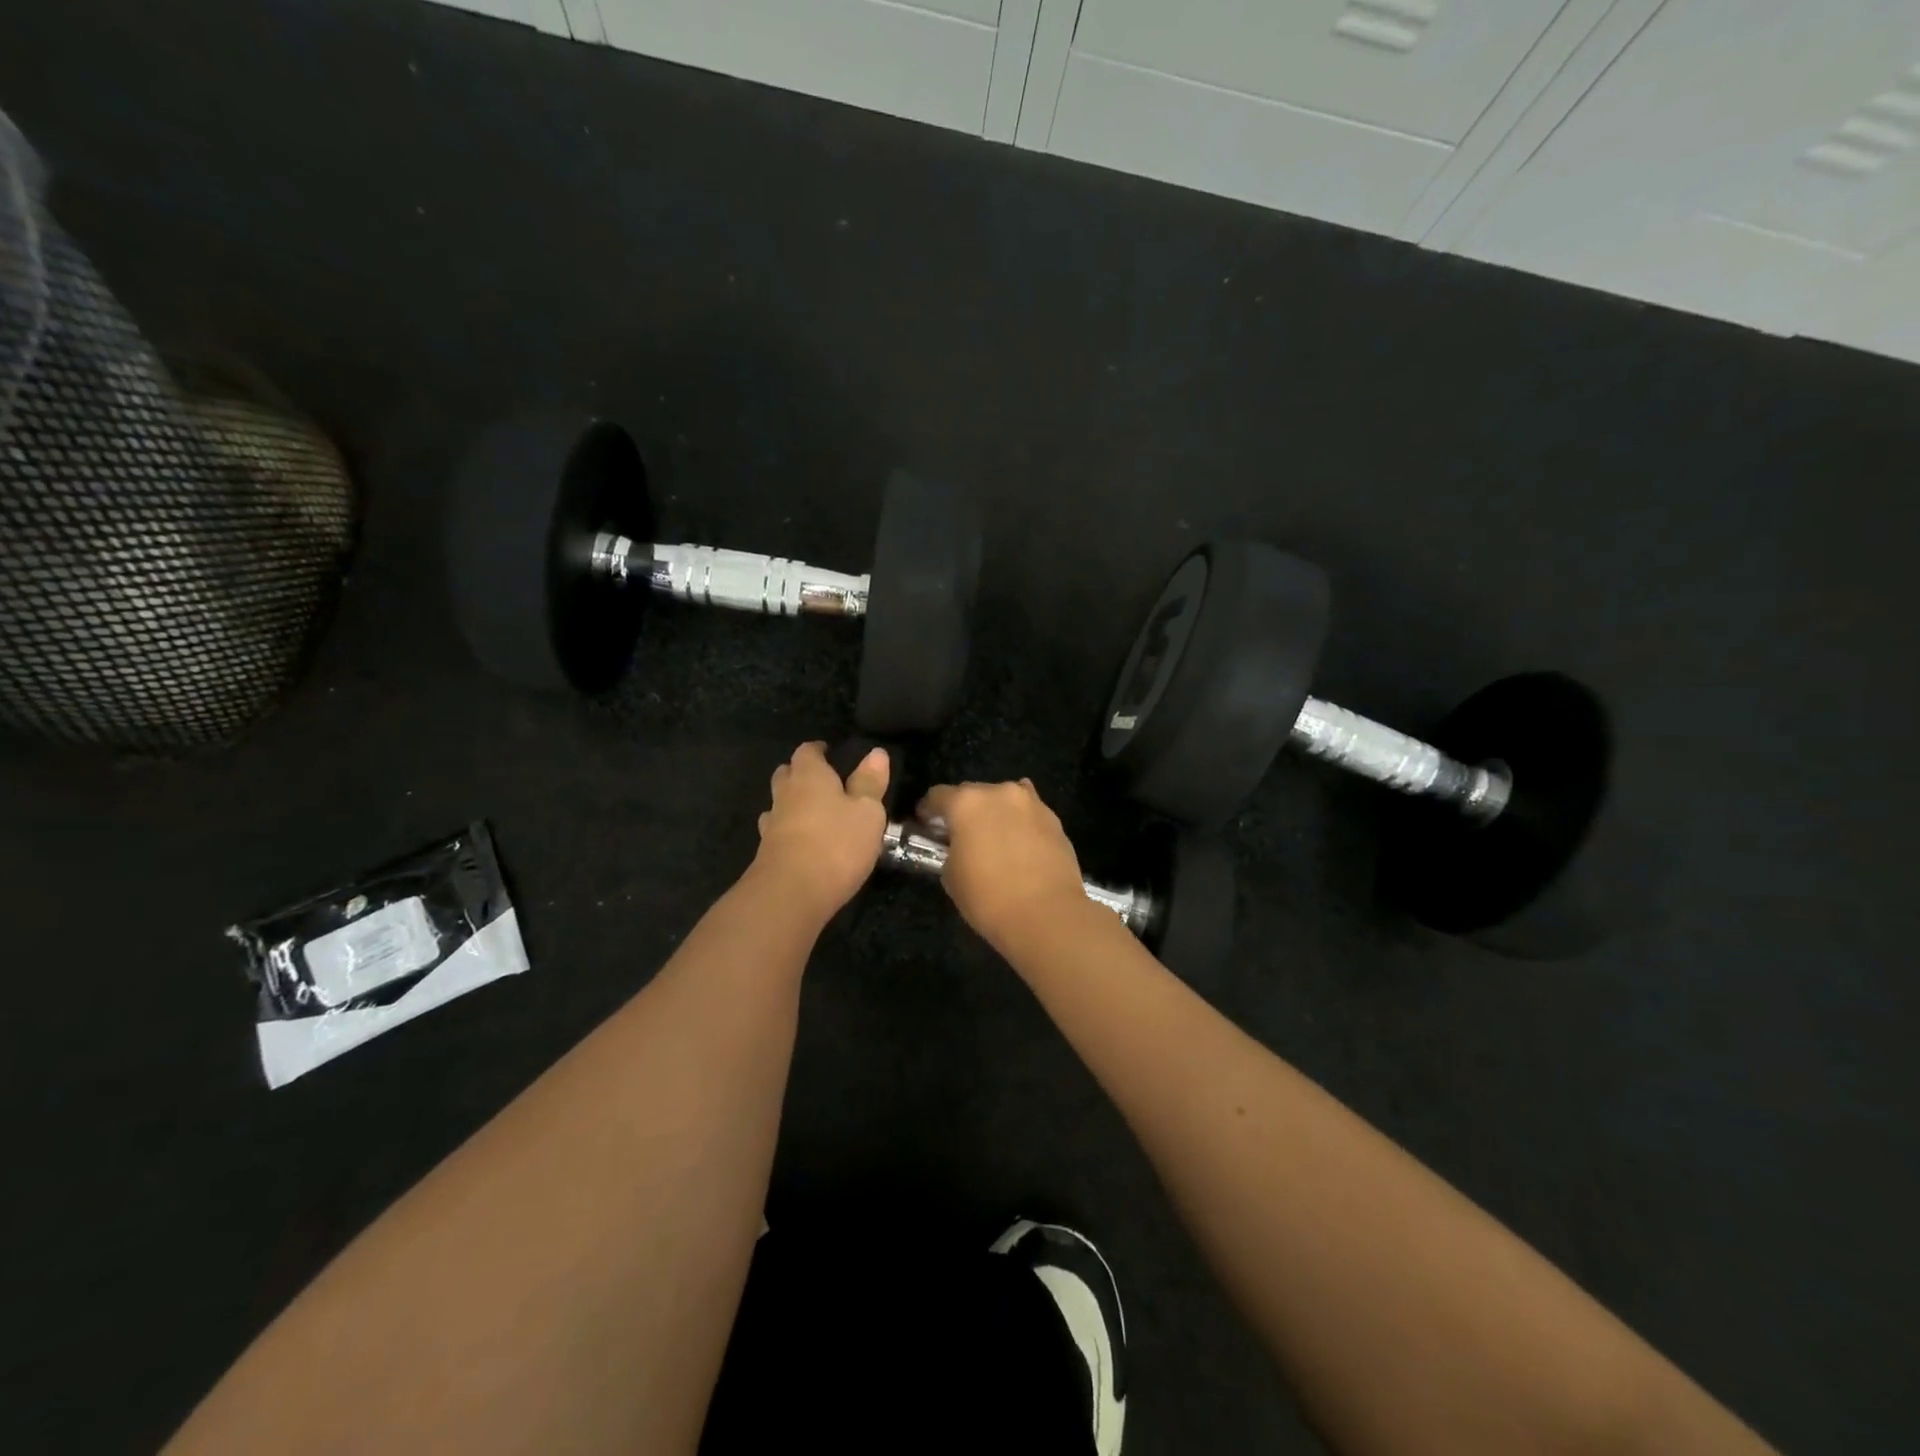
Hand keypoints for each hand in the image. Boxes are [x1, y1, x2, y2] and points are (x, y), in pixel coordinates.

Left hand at [752, 741, 889, 920]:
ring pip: (778, 803)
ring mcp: (772, 824)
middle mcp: (785, 794)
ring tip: (812, 811)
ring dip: (792, 803)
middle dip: (800, 773)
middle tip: (821, 779)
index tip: (829, 752)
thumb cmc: (836, 843)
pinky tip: (802, 840)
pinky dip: (789, 830)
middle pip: (786, 774)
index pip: (807, 751)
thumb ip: (870, 782)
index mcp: (809, 776)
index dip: (817, 750)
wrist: (791, 893)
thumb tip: (876, 753)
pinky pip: (777, 831)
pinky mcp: (767, 853)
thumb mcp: (867, 812)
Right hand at [916, 779, 1088, 951]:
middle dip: (964, 810)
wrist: (1047, 915)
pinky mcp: (1054, 819)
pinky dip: (1020, 823)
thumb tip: (960, 848)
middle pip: (973, 793)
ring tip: (995, 838)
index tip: (926, 825)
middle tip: (961, 835)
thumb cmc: (988, 898)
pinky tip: (1020, 843)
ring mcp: (1031, 803)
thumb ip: (951, 851)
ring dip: (995, 813)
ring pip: (1005, 800)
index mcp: (966, 803)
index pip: (937, 796)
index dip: (928, 811)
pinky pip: (1028, 814)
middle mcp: (999, 792)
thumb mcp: (952, 877)